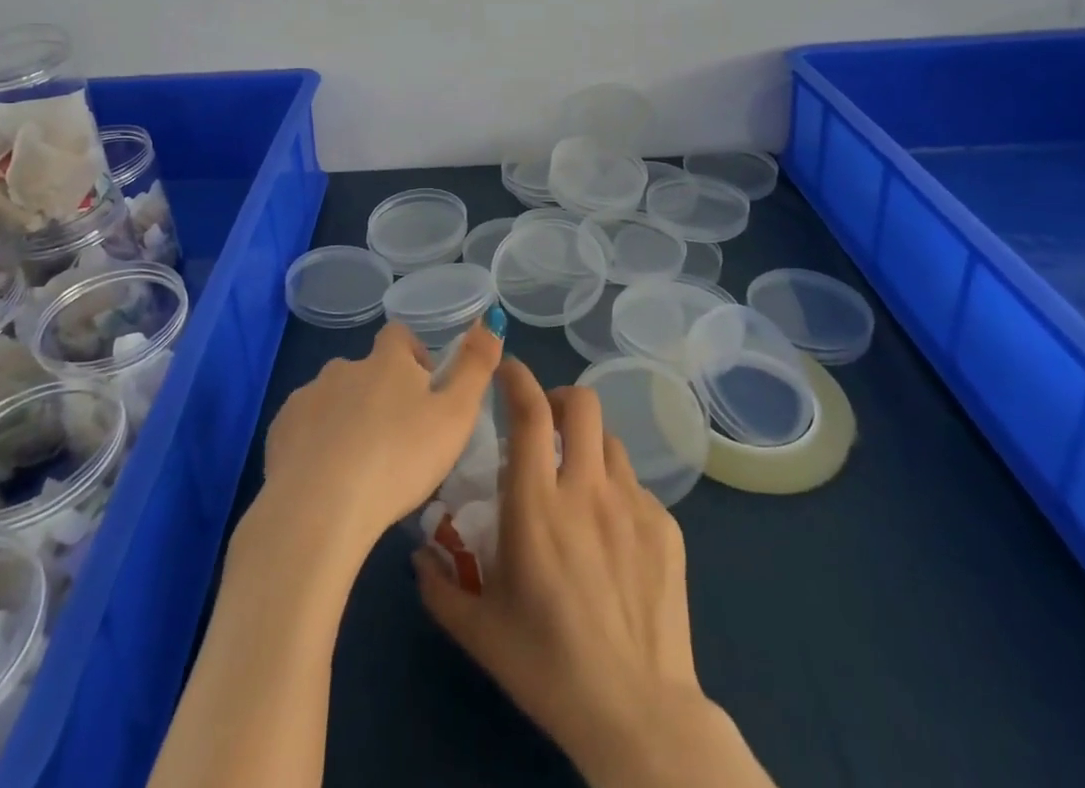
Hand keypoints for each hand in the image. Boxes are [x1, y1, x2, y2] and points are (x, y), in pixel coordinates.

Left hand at [257, 315, 502, 566]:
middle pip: (366, 370)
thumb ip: (476, 366)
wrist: (320, 509)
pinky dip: (317, 442)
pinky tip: (327, 480)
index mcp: (386, 361)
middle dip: (380, 393)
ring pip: (334, 398)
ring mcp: (307, 397)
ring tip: (362, 465)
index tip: (426, 391)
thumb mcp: (455, 415)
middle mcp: (344, 368)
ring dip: (348, 418)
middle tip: (397, 439)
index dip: (414, 356)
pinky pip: (304, 427)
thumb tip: (491, 319)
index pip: (400, 336)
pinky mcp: (280, 431)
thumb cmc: (399, 458)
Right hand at [415, 359, 773, 787]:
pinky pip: (637, 488)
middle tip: (546, 423)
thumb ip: (440, 586)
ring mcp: (633, 504)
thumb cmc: (549, 669)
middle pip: (583, 404)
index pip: (530, 413)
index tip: (506, 369)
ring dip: (589, 447)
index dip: (517, 378)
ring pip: (611, 442)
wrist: (639, 715)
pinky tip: (612, 537)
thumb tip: (418, 555)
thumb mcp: (480, 632)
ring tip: (578, 483)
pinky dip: (617, 493)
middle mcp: (587, 489)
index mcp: (537, 505)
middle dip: (561, 399)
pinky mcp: (666, 527)